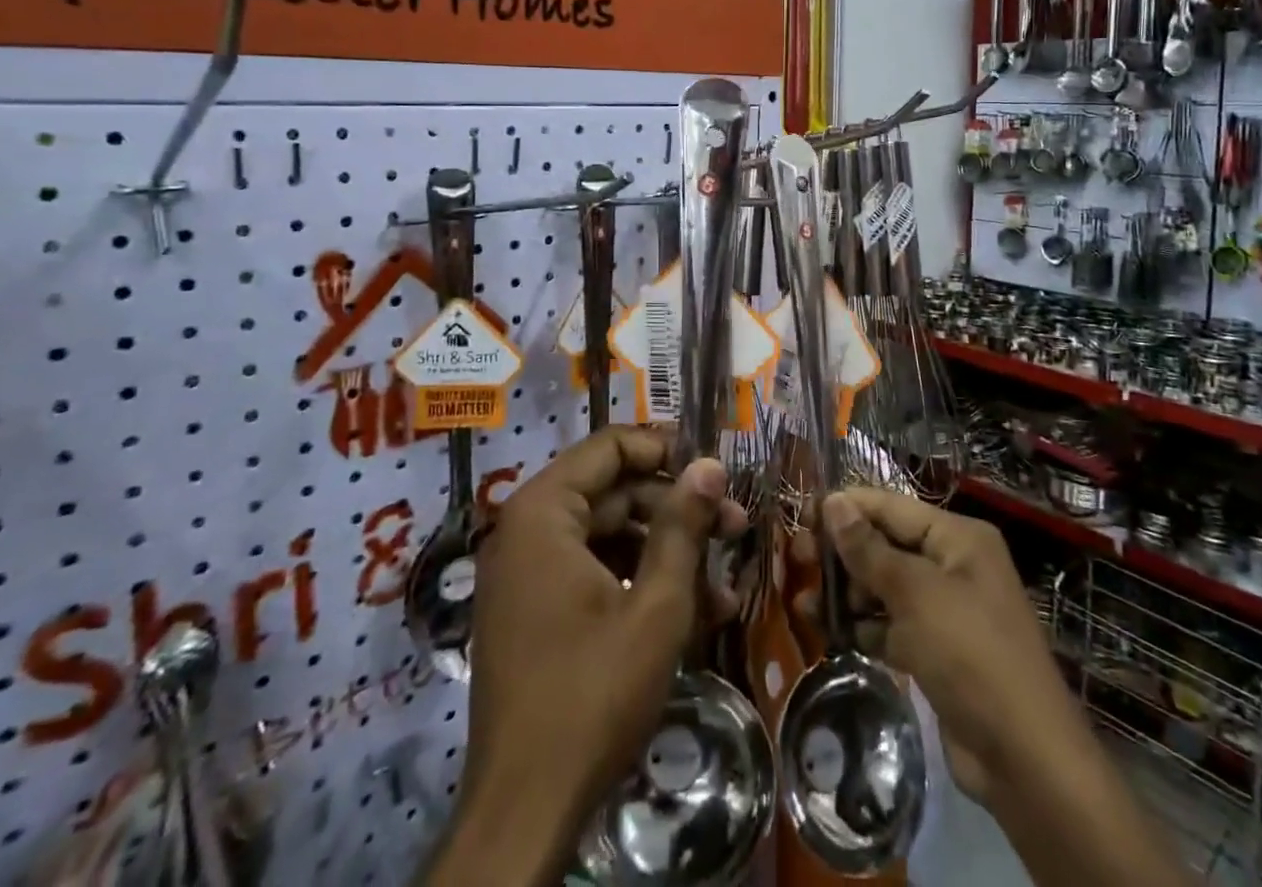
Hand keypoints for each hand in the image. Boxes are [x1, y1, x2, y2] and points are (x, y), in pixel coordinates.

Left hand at [424, 427, 746, 886]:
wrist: (524, 814)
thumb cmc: (592, 694)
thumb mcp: (656, 606)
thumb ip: (683, 526)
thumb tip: (710, 465)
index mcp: (543, 511)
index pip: (610, 446)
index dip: (666, 450)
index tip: (715, 470)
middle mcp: (527, 530)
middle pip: (614, 492)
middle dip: (678, 509)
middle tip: (737, 527)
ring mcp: (529, 573)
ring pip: (611, 535)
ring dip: (668, 551)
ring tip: (725, 581)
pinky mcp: (537, 610)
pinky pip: (594, 572)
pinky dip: (640, 582)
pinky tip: (696, 611)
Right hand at [814, 490, 1182, 886]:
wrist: (1025, 759)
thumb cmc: (971, 654)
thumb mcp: (915, 594)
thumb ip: (869, 549)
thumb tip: (832, 502)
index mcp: (957, 537)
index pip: (891, 507)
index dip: (847, 508)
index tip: (802, 515)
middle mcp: (953, 564)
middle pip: (886, 545)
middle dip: (843, 553)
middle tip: (797, 559)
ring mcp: (945, 609)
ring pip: (884, 587)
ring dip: (847, 592)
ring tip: (804, 602)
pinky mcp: (936, 650)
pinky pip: (891, 625)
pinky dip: (863, 626)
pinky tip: (828, 631)